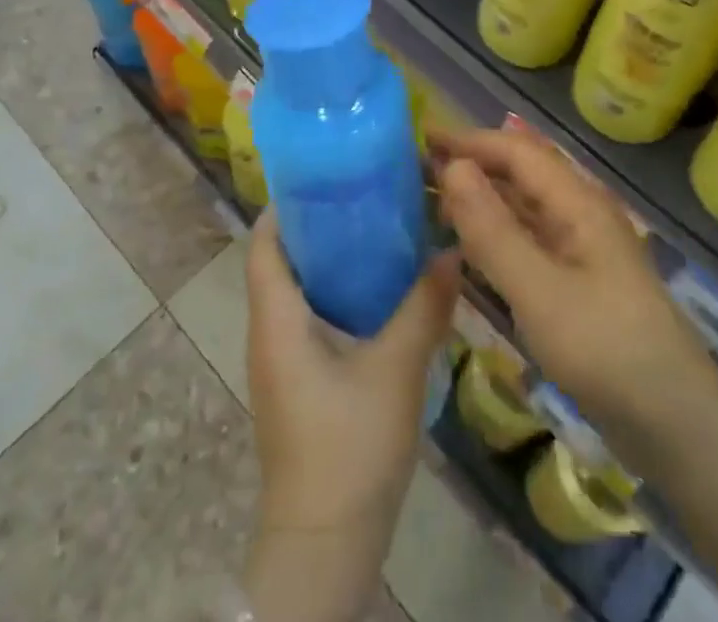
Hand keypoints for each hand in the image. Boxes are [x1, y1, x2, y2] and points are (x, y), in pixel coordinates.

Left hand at [246, 210, 458, 533]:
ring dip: (331, 259)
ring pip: (299, 291)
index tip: (328, 173)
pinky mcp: (299, 383)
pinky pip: (311, 319)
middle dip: (319, 224)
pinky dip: (338, 294)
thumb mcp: (395, 369)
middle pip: (283, 260)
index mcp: (276, 318)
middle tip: (366, 194)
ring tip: (379, 230)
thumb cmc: (348, 446)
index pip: (264, 241)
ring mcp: (282, 361)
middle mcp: (269, 332)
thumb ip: (424, 306)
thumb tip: (452, 249)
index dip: (287, 203)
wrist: (326, 544)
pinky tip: (380, 292)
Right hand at [434, 126, 717, 455]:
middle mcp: (579, 213)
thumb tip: (451, 168)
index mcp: (577, 202)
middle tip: (418, 170)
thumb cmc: (606, 350)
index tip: (421, 136)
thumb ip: (491, 229)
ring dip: (481, 198)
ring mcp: (580, 248)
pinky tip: (468, 245)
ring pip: (523, 206)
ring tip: (433, 202)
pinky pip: (527, 239)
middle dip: (472, 164)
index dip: (469, 140)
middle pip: (520, 173)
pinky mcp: (577, 280)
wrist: (677, 426)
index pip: (515, 151)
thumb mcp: (538, 291)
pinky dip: (495, 232)